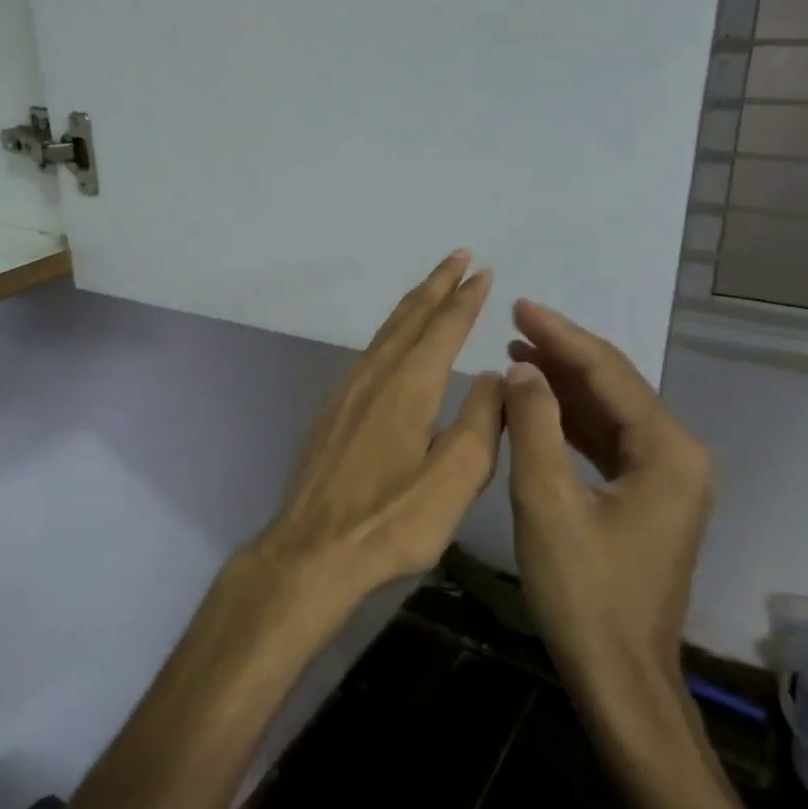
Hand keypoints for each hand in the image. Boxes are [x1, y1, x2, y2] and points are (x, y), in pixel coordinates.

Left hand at [240, 251, 503, 609]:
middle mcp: (374, 377)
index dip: (465, 299)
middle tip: (459, 257)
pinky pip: (368, 355)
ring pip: (384, 334)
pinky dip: (390, 335)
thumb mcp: (455, 479)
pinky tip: (393, 346)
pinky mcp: (331, 413)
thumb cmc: (390, 521)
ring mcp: (346, 393)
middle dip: (437, 286)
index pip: (443, 328)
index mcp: (408, 386)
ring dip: (411, 307)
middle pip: (408, 319)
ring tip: (431, 289)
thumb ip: (481, 422)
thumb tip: (495, 376)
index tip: (484, 272)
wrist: (312, 551)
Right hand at [502, 299, 714, 708]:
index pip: (609, 374)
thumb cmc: (583, 591)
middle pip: (615, 388)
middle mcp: (679, 456)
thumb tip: (521, 370)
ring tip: (517, 355)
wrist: (619, 677)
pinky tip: (537, 406)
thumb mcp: (546, 501)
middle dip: (563, 354)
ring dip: (564, 386)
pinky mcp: (647, 500)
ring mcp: (667, 480)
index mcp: (668, 451)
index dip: (561, 336)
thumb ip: (533, 426)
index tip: (520, 304)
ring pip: (609, 415)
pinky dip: (570, 422)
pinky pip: (606, 444)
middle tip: (514, 322)